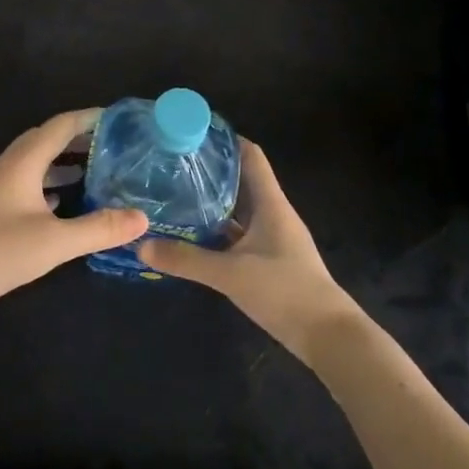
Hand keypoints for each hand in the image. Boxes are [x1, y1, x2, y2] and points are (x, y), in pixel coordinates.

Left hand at [0, 110, 148, 338]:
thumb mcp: (55, 242)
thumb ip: (100, 228)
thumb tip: (143, 218)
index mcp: (22, 162)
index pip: (60, 125)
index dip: (90, 118)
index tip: (120, 119)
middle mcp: (7, 166)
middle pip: (46, 139)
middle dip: (80, 138)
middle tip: (114, 145)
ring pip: (35, 163)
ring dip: (64, 162)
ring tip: (97, 170)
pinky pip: (26, 183)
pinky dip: (49, 184)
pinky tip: (64, 203)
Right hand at [140, 140, 359, 363]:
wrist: (328, 335)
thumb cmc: (284, 291)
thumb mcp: (230, 274)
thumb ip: (187, 260)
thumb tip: (141, 245)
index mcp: (271, 204)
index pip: (251, 156)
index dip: (226, 140)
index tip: (193, 133)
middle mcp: (273, 214)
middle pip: (242, 181)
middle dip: (211, 172)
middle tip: (173, 166)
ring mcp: (273, 239)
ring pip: (239, 211)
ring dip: (213, 203)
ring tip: (175, 196)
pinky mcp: (270, 262)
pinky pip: (239, 236)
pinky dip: (218, 232)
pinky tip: (193, 237)